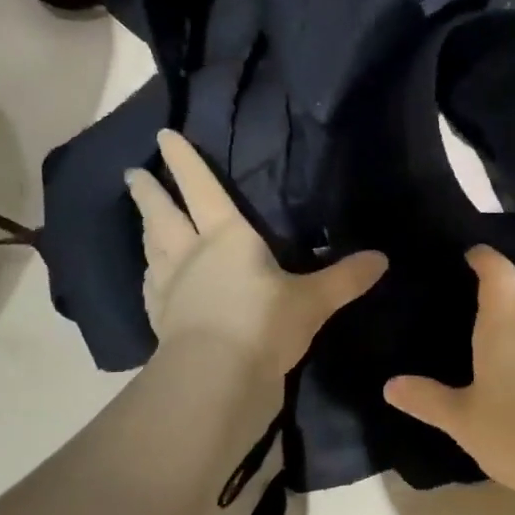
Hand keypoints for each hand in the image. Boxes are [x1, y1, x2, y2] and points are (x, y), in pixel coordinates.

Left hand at [127, 130, 386, 376]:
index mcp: (226, 236)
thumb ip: (345, 279)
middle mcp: (191, 255)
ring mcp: (170, 289)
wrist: (218, 378)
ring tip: (143, 221)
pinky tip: (152, 281)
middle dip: (149, 193)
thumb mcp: (313, 301)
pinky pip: (152, 290)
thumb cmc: (265, 324)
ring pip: (153, 250)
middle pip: (163, 215)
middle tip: (132, 174)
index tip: (163, 136)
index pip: (201, 188)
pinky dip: (151, 278)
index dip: (184, 161)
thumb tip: (382, 259)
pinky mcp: (163, 321)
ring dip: (146, 231)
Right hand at [384, 246, 514, 511]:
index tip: (468, 254)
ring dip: (512, 322)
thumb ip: (427, 399)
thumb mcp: (463, 420)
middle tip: (464, 300)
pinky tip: (513, 376)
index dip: (484, 257)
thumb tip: (391, 385)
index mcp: (506, 324)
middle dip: (495, 290)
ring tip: (483, 340)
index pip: (498, 271)